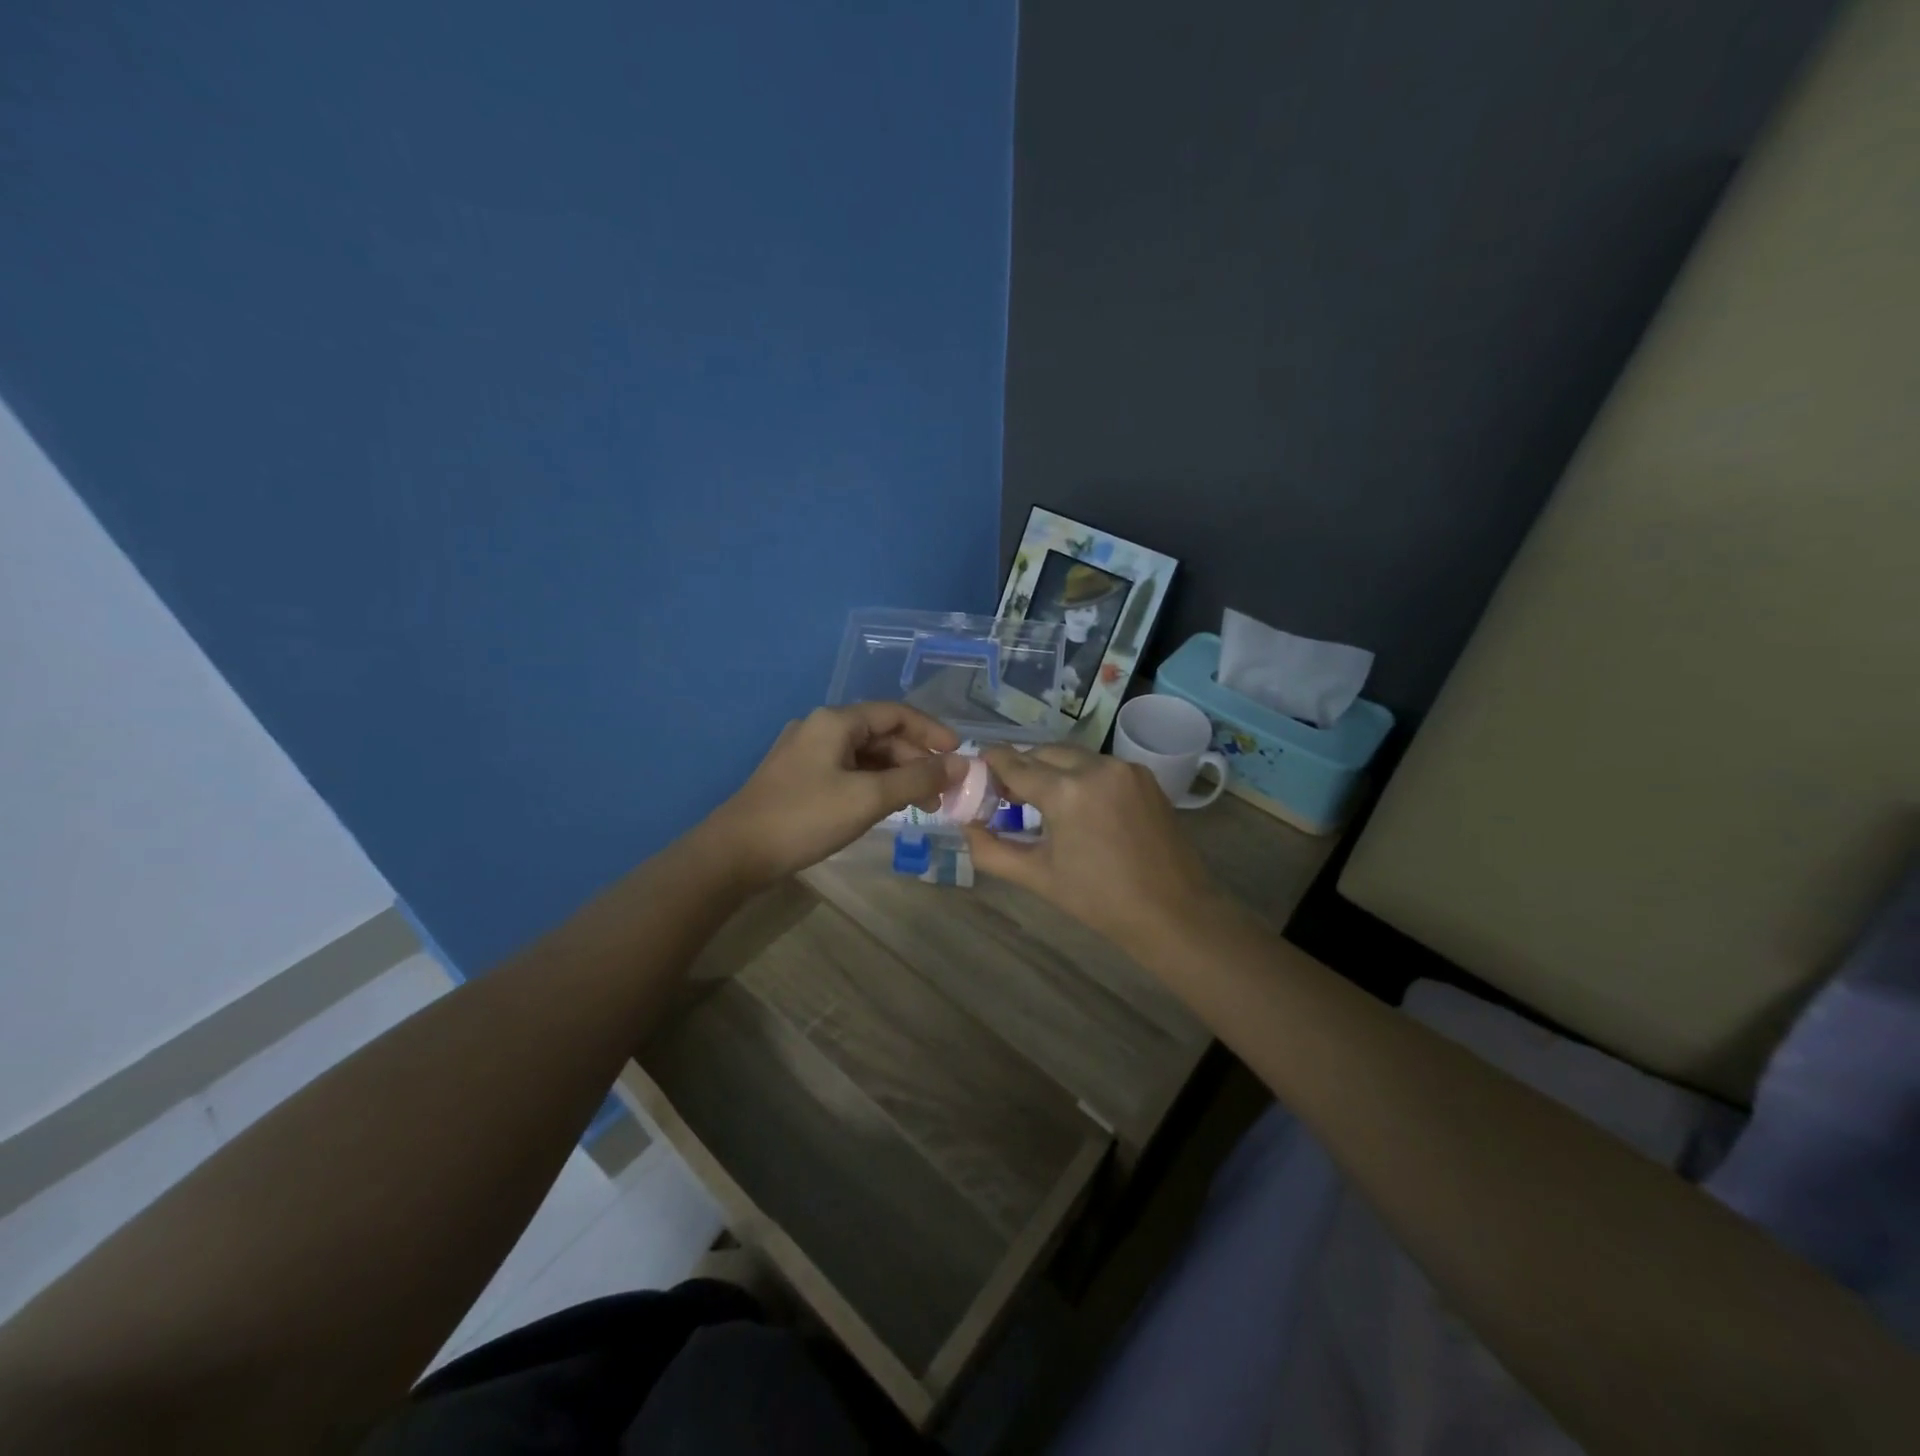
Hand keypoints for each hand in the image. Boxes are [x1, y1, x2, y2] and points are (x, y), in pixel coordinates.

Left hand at [705, 703, 963, 885]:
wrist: (735, 854)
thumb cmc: (804, 818)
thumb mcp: (868, 798)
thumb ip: (918, 780)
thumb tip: (961, 764)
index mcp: (835, 721)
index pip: (896, 713)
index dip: (932, 732)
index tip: (959, 755)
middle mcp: (820, 728)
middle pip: (881, 735)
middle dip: (916, 760)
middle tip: (942, 792)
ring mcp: (806, 753)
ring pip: (865, 756)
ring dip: (896, 775)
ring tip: (921, 805)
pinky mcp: (798, 779)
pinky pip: (848, 772)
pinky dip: (873, 785)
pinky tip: (886, 807)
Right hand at [963, 745, 1222, 940]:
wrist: (1173, 911)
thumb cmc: (1099, 900)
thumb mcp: (1037, 877)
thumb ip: (991, 850)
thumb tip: (966, 826)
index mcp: (1066, 792)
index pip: (1014, 764)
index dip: (991, 764)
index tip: (976, 768)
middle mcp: (1095, 767)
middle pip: (1042, 753)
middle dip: (1021, 767)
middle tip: (1005, 793)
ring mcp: (1123, 768)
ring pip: (1072, 755)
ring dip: (1050, 768)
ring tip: (1039, 798)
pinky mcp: (1143, 775)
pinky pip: (1098, 764)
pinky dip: (1079, 774)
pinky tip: (1075, 802)